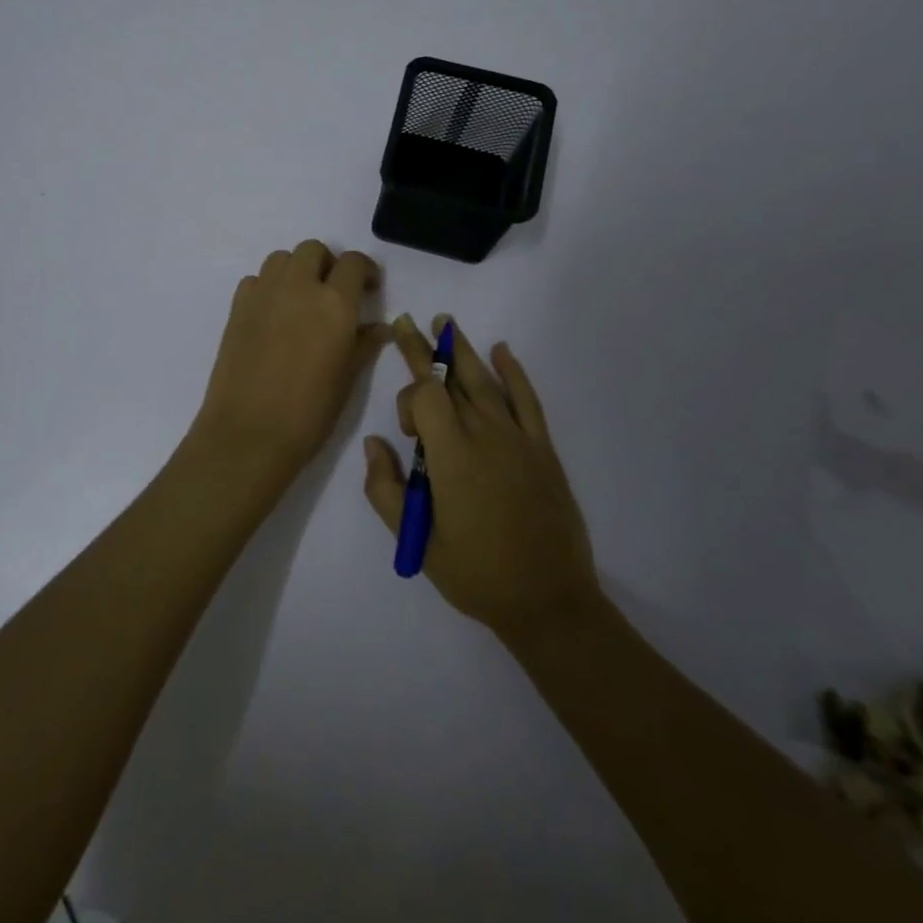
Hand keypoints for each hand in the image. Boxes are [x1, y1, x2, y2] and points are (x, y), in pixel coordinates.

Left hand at [183, 240, 388, 504]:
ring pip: (282, 258)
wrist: (248, 434)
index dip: (364, 270)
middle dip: (327, 263)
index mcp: (334, 304)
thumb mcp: (347, 380)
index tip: (369, 287)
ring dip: (296, 269)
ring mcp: (263, 294)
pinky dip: (268, 286)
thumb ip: (363, 344)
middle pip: (313, 250)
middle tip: (333, 292)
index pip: (353, 263)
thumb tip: (379, 327)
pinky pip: (256, 279)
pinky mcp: (237, 307)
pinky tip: (273, 314)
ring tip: (302, 299)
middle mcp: (298, 287)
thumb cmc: (308, 413)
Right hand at [363, 315, 601, 642]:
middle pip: (450, 378)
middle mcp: (484, 434)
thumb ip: (386, 489)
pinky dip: (514, 372)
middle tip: (407, 322)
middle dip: (425, 349)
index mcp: (452, 456)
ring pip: (484, 381)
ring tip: (445, 322)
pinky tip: (502, 351)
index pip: (426, 396)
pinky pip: (527, 399)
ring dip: (462, 349)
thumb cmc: (475, 573)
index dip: (409, 400)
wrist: (548, 600)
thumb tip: (374, 443)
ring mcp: (517, 438)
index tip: (406, 432)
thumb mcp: (417, 541)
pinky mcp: (542, 448)